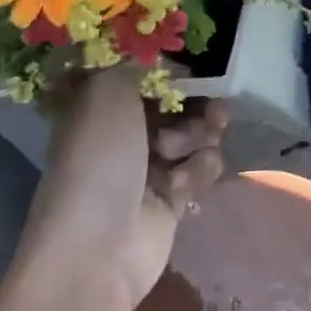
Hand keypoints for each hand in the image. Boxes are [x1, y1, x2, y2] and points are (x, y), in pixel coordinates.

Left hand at [26, 68, 226, 310]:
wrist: (98, 250)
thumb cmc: (97, 162)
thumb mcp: (107, 91)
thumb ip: (140, 62)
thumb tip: (170, 60)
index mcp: (102, 101)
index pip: (148, 71)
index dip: (173, 68)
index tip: (193, 69)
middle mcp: (126, 128)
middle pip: (180, 101)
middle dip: (199, 104)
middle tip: (213, 110)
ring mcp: (151, 163)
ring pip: (198, 133)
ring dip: (197, 139)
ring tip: (178, 155)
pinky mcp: (174, 195)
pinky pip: (202, 167)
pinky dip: (197, 173)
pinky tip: (179, 189)